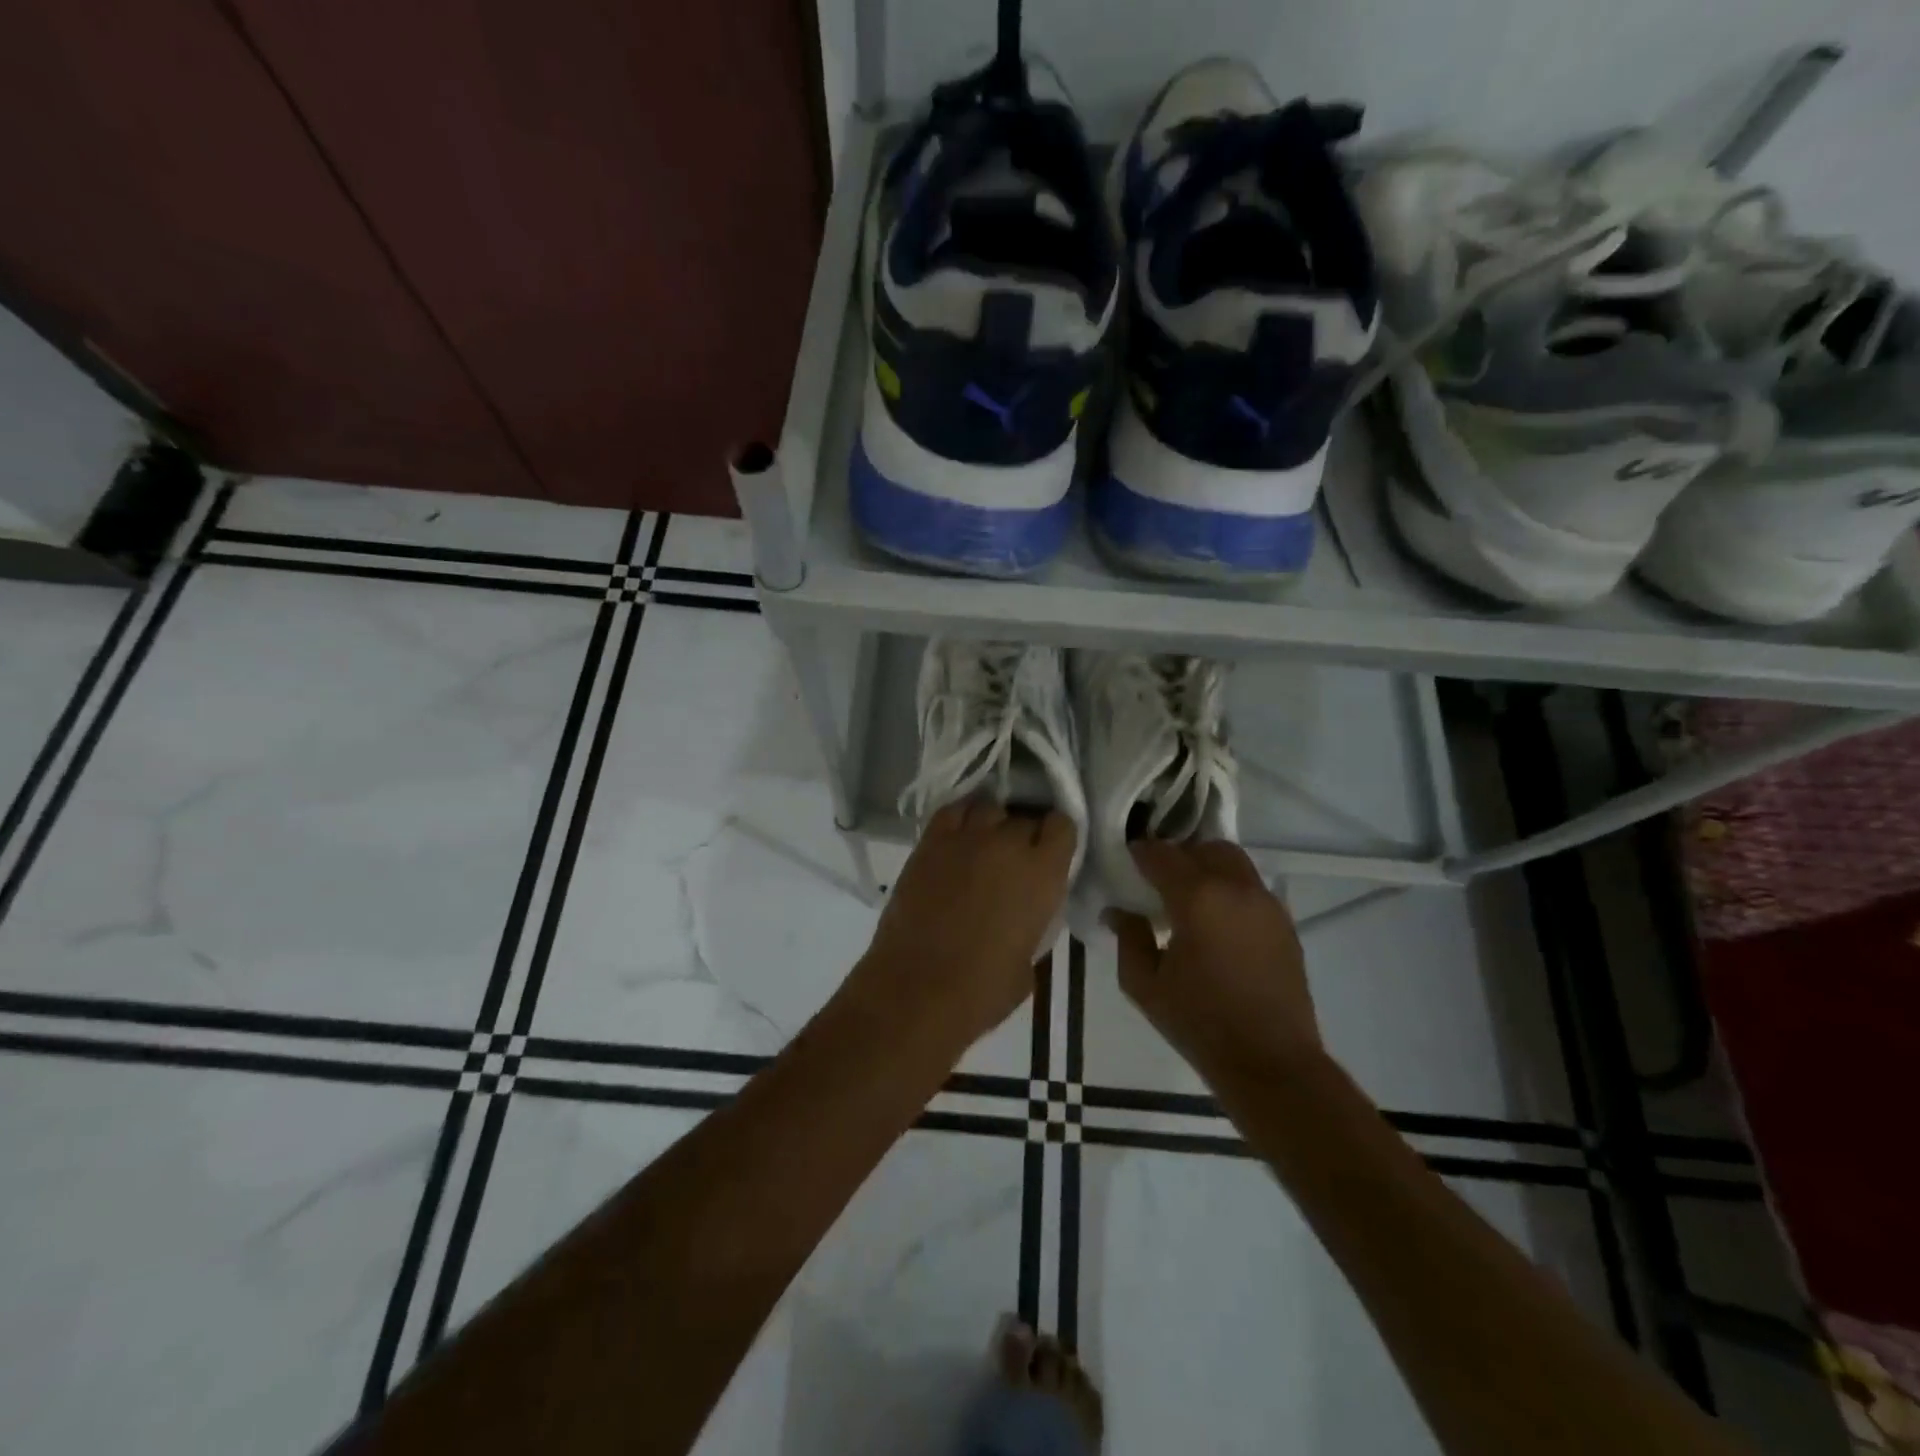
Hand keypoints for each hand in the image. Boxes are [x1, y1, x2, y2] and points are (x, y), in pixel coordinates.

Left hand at [853, 798, 1076, 1046]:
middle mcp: (1008, 844)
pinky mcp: (930, 842)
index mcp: (1043, 873)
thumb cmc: (982, 990)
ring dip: (992, 824)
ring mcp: (966, 838)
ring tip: (985, 845)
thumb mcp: (1029, 960)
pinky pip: (952, 811)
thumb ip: (1033, 923)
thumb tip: (1022, 915)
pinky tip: (959, 837)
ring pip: (988, 808)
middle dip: (1024, 834)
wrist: (917, 989)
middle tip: (1014, 859)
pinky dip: (960, 818)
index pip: (1063, 826)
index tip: (1051, 852)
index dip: (1057, 837)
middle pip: (1024, 817)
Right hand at [1109, 839, 1322, 1074]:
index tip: (1127, 863)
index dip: (1139, 853)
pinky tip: (1217, 922)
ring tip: (1190, 898)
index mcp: (1197, 898)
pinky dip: (1230, 889)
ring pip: (1233, 862)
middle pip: (1203, 848)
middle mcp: (1235, 888)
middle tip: (1158, 881)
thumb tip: (1120, 911)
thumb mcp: (1144, 985)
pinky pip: (1251, 887)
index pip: (1161, 855)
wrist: (1271, 1062)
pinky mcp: (1285, 923)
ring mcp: (1266, 903)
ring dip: (1207, 868)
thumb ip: (1128, 938)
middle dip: (1178, 856)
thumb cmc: (1200, 1023)